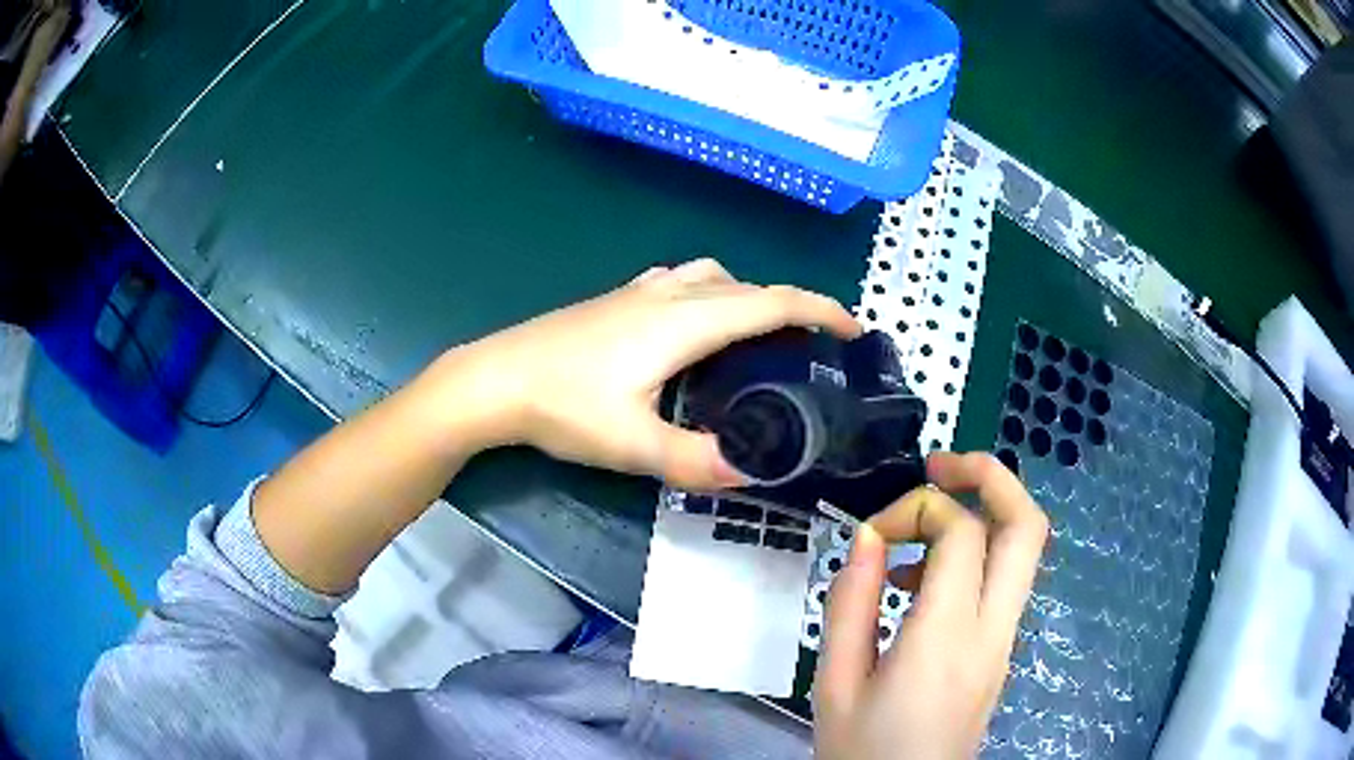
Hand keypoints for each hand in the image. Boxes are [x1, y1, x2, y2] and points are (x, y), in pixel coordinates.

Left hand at [446, 258, 860, 489]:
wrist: (493, 380)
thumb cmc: (562, 406)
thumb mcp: (632, 445)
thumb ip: (695, 461)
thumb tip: (753, 473)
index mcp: (683, 321)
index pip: (770, 303)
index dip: (819, 311)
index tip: (852, 329)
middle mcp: (667, 294)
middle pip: (747, 286)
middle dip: (791, 305)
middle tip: (813, 344)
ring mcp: (638, 291)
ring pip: (712, 277)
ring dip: (748, 295)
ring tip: (760, 335)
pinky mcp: (616, 300)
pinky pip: (682, 281)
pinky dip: (710, 294)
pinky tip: (694, 328)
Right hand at [814, 452, 1048, 759]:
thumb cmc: (862, 750)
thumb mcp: (835, 684)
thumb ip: (850, 604)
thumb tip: (866, 538)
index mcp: (947, 637)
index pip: (962, 532)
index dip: (917, 508)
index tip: (871, 532)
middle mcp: (994, 629)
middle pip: (1027, 525)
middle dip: (990, 475)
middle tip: (941, 464)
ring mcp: (1006, 640)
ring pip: (1025, 548)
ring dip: (984, 513)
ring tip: (922, 524)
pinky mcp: (1002, 651)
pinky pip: (1005, 580)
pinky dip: (976, 554)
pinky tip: (922, 582)